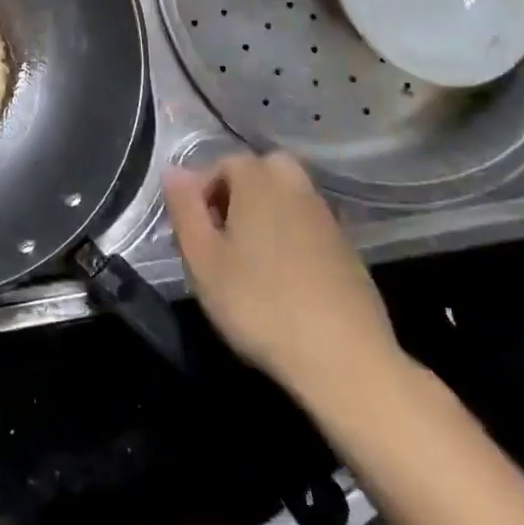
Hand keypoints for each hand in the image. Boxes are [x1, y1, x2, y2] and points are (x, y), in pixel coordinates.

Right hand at [163, 152, 405, 422]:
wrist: (345, 360)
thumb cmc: (259, 304)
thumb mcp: (202, 259)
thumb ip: (184, 208)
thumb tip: (175, 169)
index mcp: (258, 179)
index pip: (220, 164)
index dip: (199, 194)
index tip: (193, 235)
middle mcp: (296, 185)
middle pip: (258, 174)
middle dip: (235, 197)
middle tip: (220, 240)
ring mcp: (326, 216)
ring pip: (284, 199)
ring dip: (262, 218)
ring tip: (247, 264)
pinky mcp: (348, 249)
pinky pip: (306, 227)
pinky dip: (289, 240)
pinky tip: (282, 281)